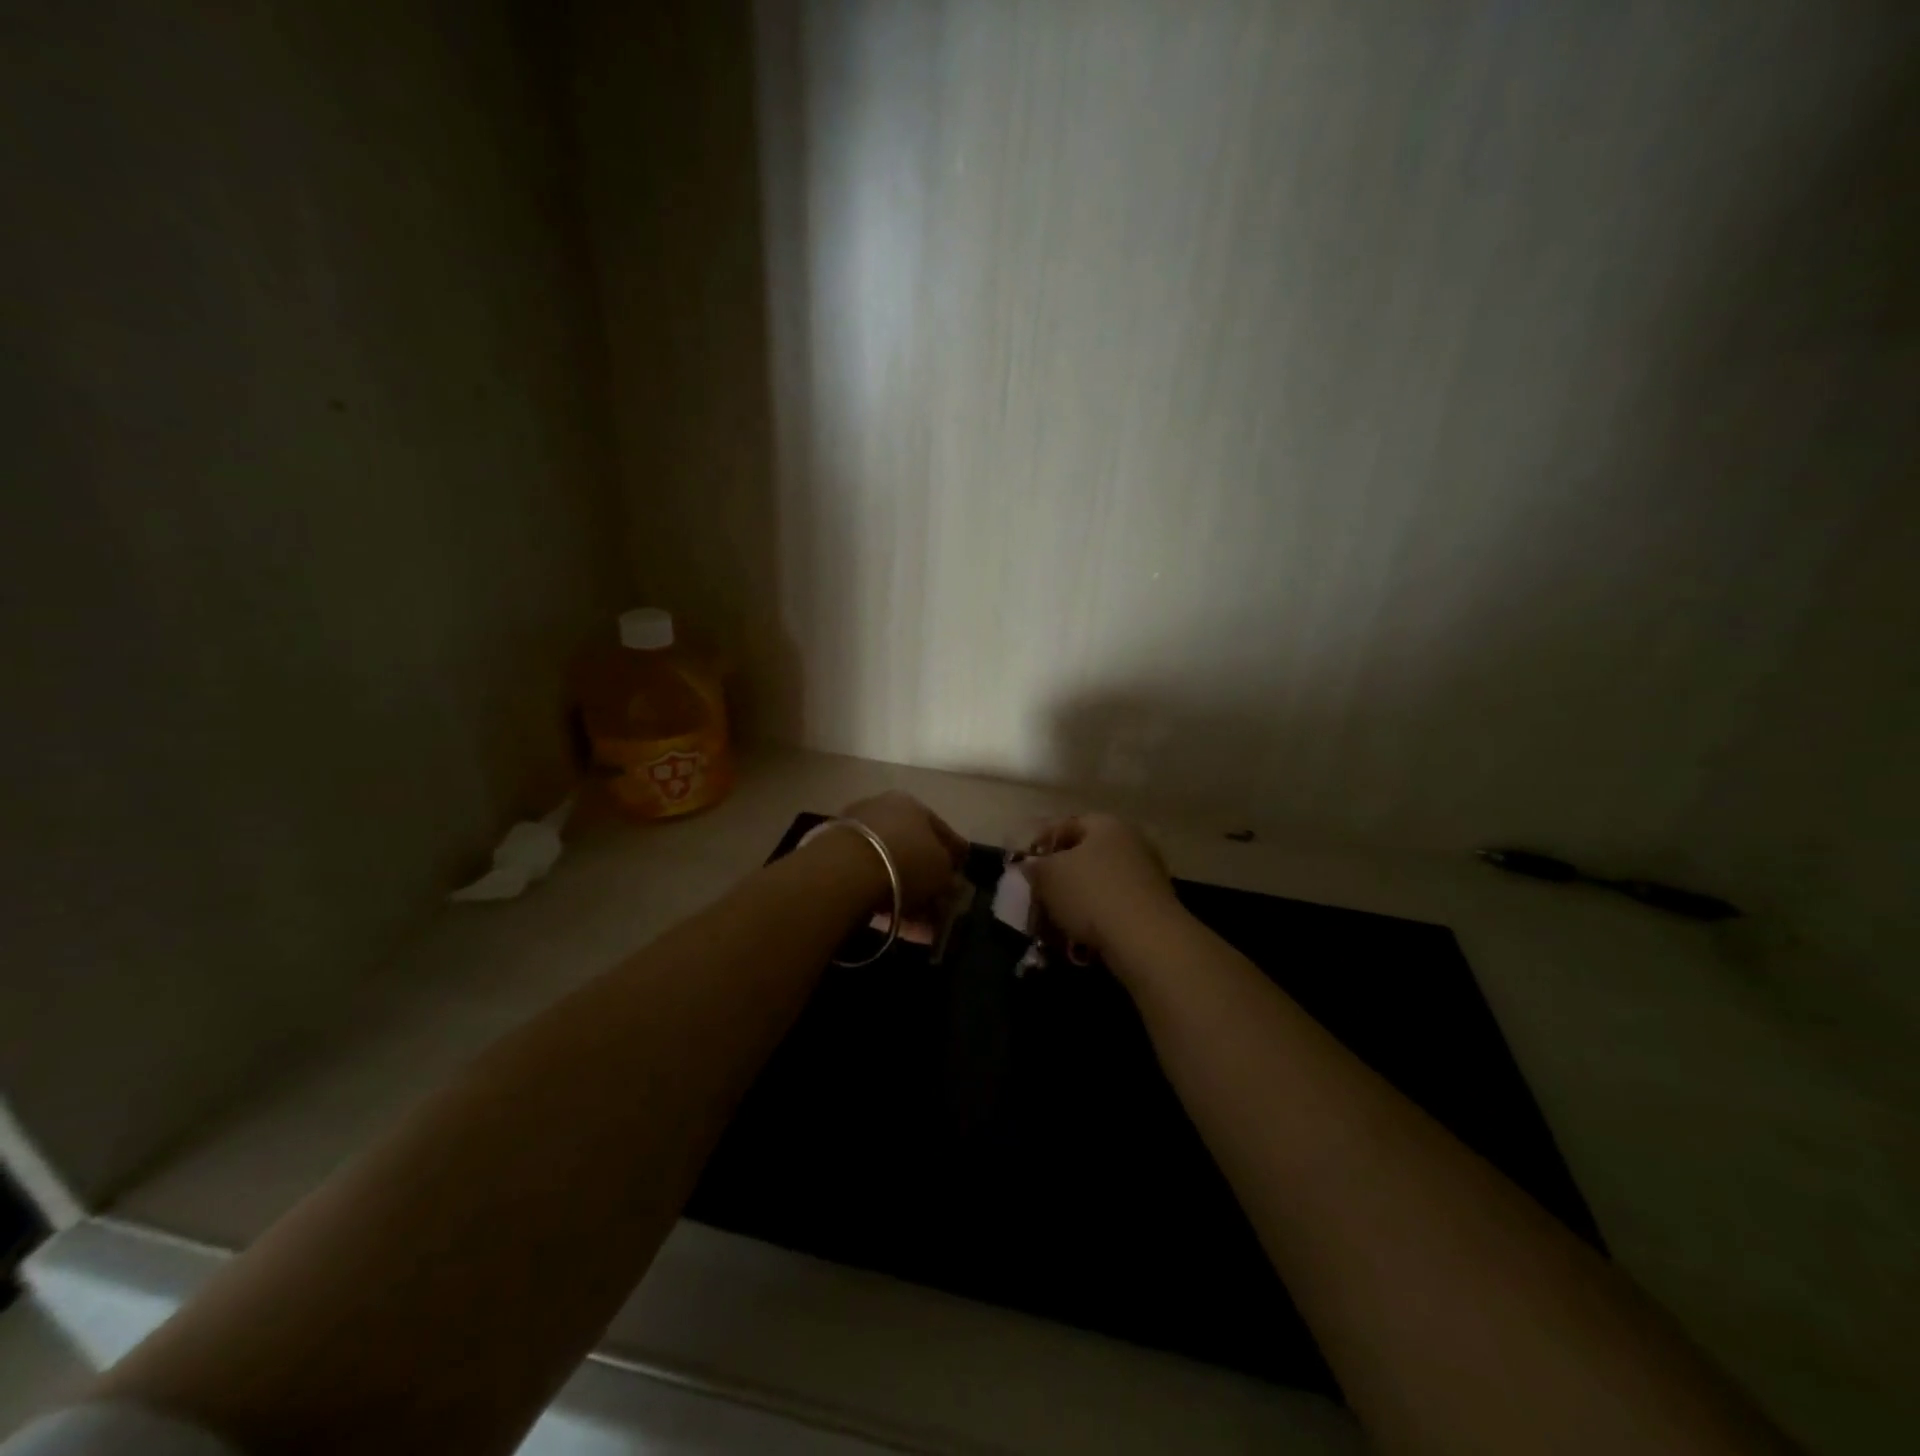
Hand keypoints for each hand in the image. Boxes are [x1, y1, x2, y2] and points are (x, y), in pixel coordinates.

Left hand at [841, 791, 967, 911]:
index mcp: (912, 805)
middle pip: (912, 849)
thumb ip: (950, 878)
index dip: (956, 853)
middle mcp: (882, 811)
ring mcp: (856, 834)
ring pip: (890, 869)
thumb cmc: (906, 861)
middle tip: (940, 906)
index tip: (962, 873)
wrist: (845, 870)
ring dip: (907, 896)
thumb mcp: (941, 872)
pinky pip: (868, 882)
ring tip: (919, 927)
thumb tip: (952, 885)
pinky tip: (894, 923)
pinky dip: (883, 901)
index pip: (941, 830)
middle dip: (928, 880)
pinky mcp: (834, 860)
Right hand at [1021, 814, 1179, 952]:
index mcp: (1106, 825)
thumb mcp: (1048, 876)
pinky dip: (1095, 916)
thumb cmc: (1091, 894)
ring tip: (1053, 920)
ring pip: (1098, 882)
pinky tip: (1079, 935)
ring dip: (1075, 899)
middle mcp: (1130, 842)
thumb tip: (1029, 864)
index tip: (1022, 863)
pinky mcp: (1152, 906)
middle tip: (1037, 893)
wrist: (1145, 939)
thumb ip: (1034, 866)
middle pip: (1084, 854)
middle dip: (1058, 874)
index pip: (1066, 824)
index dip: (1040, 841)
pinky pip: (1113, 905)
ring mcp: (1146, 874)